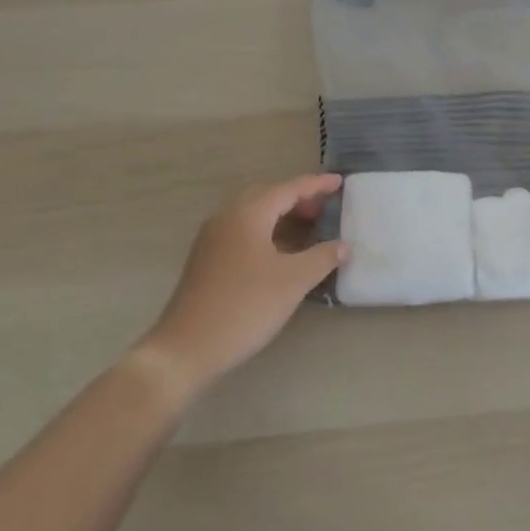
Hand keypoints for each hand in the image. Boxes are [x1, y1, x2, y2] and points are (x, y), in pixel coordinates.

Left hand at [135, 174, 345, 394]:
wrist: (186, 348)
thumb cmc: (244, 307)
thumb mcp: (292, 282)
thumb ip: (321, 258)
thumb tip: (344, 245)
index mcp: (247, 214)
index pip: (288, 189)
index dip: (316, 185)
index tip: (339, 182)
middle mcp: (227, 217)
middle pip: (268, 196)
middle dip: (297, 198)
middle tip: (323, 209)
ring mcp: (212, 239)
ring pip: (253, 215)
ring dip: (281, 216)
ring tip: (307, 229)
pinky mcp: (206, 260)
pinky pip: (243, 232)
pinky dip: (266, 232)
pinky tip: (280, 255)